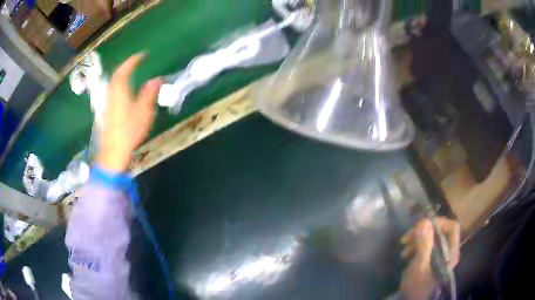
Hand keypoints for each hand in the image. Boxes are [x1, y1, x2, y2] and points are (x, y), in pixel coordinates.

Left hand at [97, 54, 161, 171]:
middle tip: (136, 62)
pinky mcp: (107, 111)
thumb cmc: (129, 130)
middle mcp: (112, 94)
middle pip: (117, 75)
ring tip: (131, 73)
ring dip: (121, 75)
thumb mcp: (144, 111)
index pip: (125, 70)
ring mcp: (108, 103)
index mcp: (121, 91)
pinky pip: (113, 91)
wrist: (114, 150)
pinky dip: (119, 85)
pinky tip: (124, 90)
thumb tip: (157, 79)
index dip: (133, 60)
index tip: (143, 54)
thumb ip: (150, 93)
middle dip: (126, 66)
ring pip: (113, 84)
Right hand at [399, 218, 459, 299]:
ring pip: (433, 238)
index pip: (452, 227)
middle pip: (441, 231)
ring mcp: (441, 255)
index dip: (439, 223)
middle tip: (407, 238)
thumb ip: (424, 245)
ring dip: (418, 239)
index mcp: (451, 252)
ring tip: (404, 248)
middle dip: (423, 231)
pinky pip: (427, 245)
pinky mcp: (433, 260)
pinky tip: (407, 253)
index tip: (421, 227)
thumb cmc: (418, 287)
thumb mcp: (419, 266)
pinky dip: (417, 246)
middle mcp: (449, 251)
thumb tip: (425, 221)